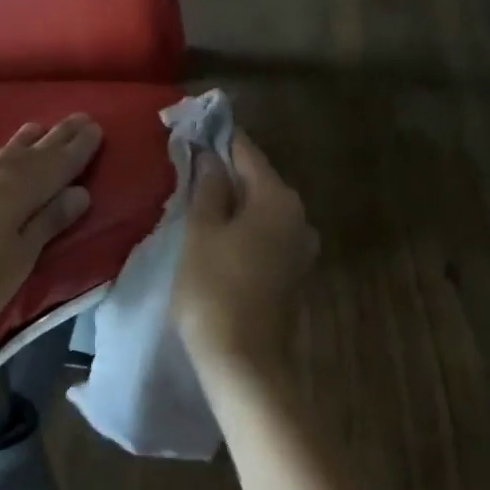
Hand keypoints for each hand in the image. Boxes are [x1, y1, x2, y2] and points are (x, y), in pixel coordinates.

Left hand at [0, 114, 101, 352]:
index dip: (78, 148)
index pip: (57, 163)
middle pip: (29, 152)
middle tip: (78, 120)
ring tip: (38, 131)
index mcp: (15, 191)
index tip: (96, 127)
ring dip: (23, 144)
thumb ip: (46, 224)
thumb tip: (78, 193)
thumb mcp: (16, 262)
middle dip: (56, 138)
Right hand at [172, 131, 317, 371]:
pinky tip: (220, 235)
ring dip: (235, 202)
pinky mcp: (293, 272)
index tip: (194, 128)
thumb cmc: (214, 290)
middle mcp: (298, 216)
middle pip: (258, 180)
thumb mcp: (200, 233)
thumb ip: (208, 188)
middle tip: (189, 166)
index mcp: (277, 198)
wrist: (245, 361)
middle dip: (226, 171)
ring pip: (262, 209)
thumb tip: (211, 158)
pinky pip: (266, 234)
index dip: (219, 138)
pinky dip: (245, 227)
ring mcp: (300, 246)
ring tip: (199, 201)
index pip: (246, 151)